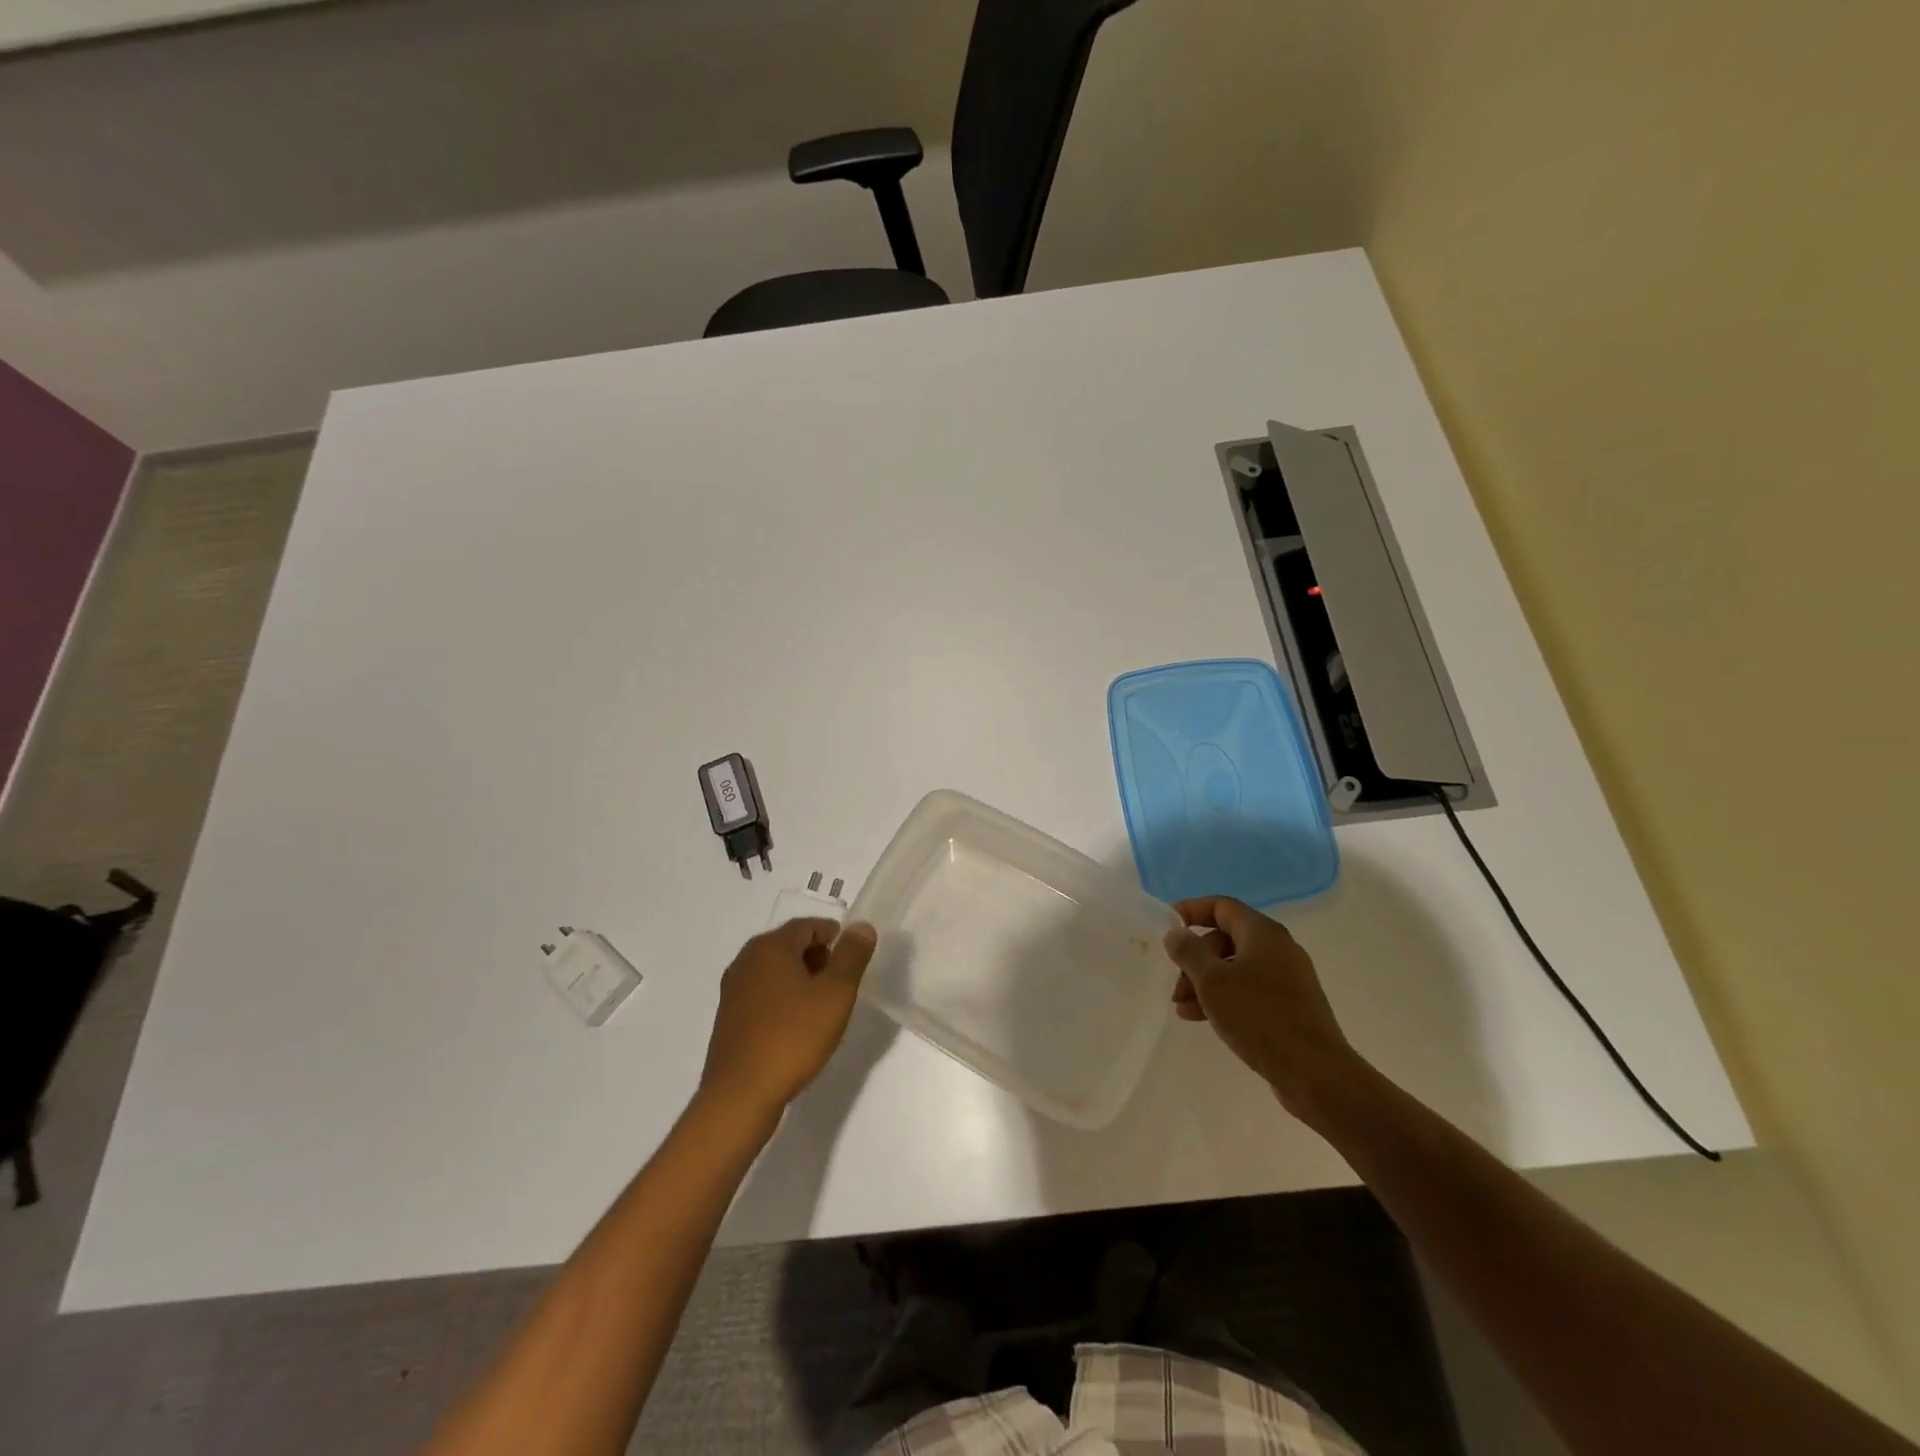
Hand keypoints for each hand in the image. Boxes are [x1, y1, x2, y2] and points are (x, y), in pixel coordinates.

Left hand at [700, 918, 877, 1122]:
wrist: (741, 1094)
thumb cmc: (793, 1036)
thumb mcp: (836, 993)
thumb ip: (852, 955)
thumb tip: (861, 926)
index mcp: (770, 947)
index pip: (807, 926)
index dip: (834, 935)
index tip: (853, 956)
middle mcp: (746, 961)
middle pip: (789, 945)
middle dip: (818, 957)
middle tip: (843, 981)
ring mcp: (733, 990)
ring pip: (775, 971)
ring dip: (801, 979)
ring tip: (824, 1005)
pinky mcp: (729, 1018)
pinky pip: (763, 994)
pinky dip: (783, 998)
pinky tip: (798, 1025)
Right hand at [1163, 896, 1366, 1120]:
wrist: (1315, 1073)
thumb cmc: (1259, 1017)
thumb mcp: (1212, 981)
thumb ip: (1189, 951)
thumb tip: (1175, 932)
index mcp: (1263, 933)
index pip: (1222, 907)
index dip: (1191, 910)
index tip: (1167, 925)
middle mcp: (1278, 949)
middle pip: (1225, 940)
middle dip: (1195, 959)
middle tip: (1176, 986)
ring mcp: (1287, 979)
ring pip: (1235, 969)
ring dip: (1205, 983)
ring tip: (1182, 1009)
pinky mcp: (1290, 1007)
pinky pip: (1248, 991)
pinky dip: (1224, 999)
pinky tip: (1203, 1019)